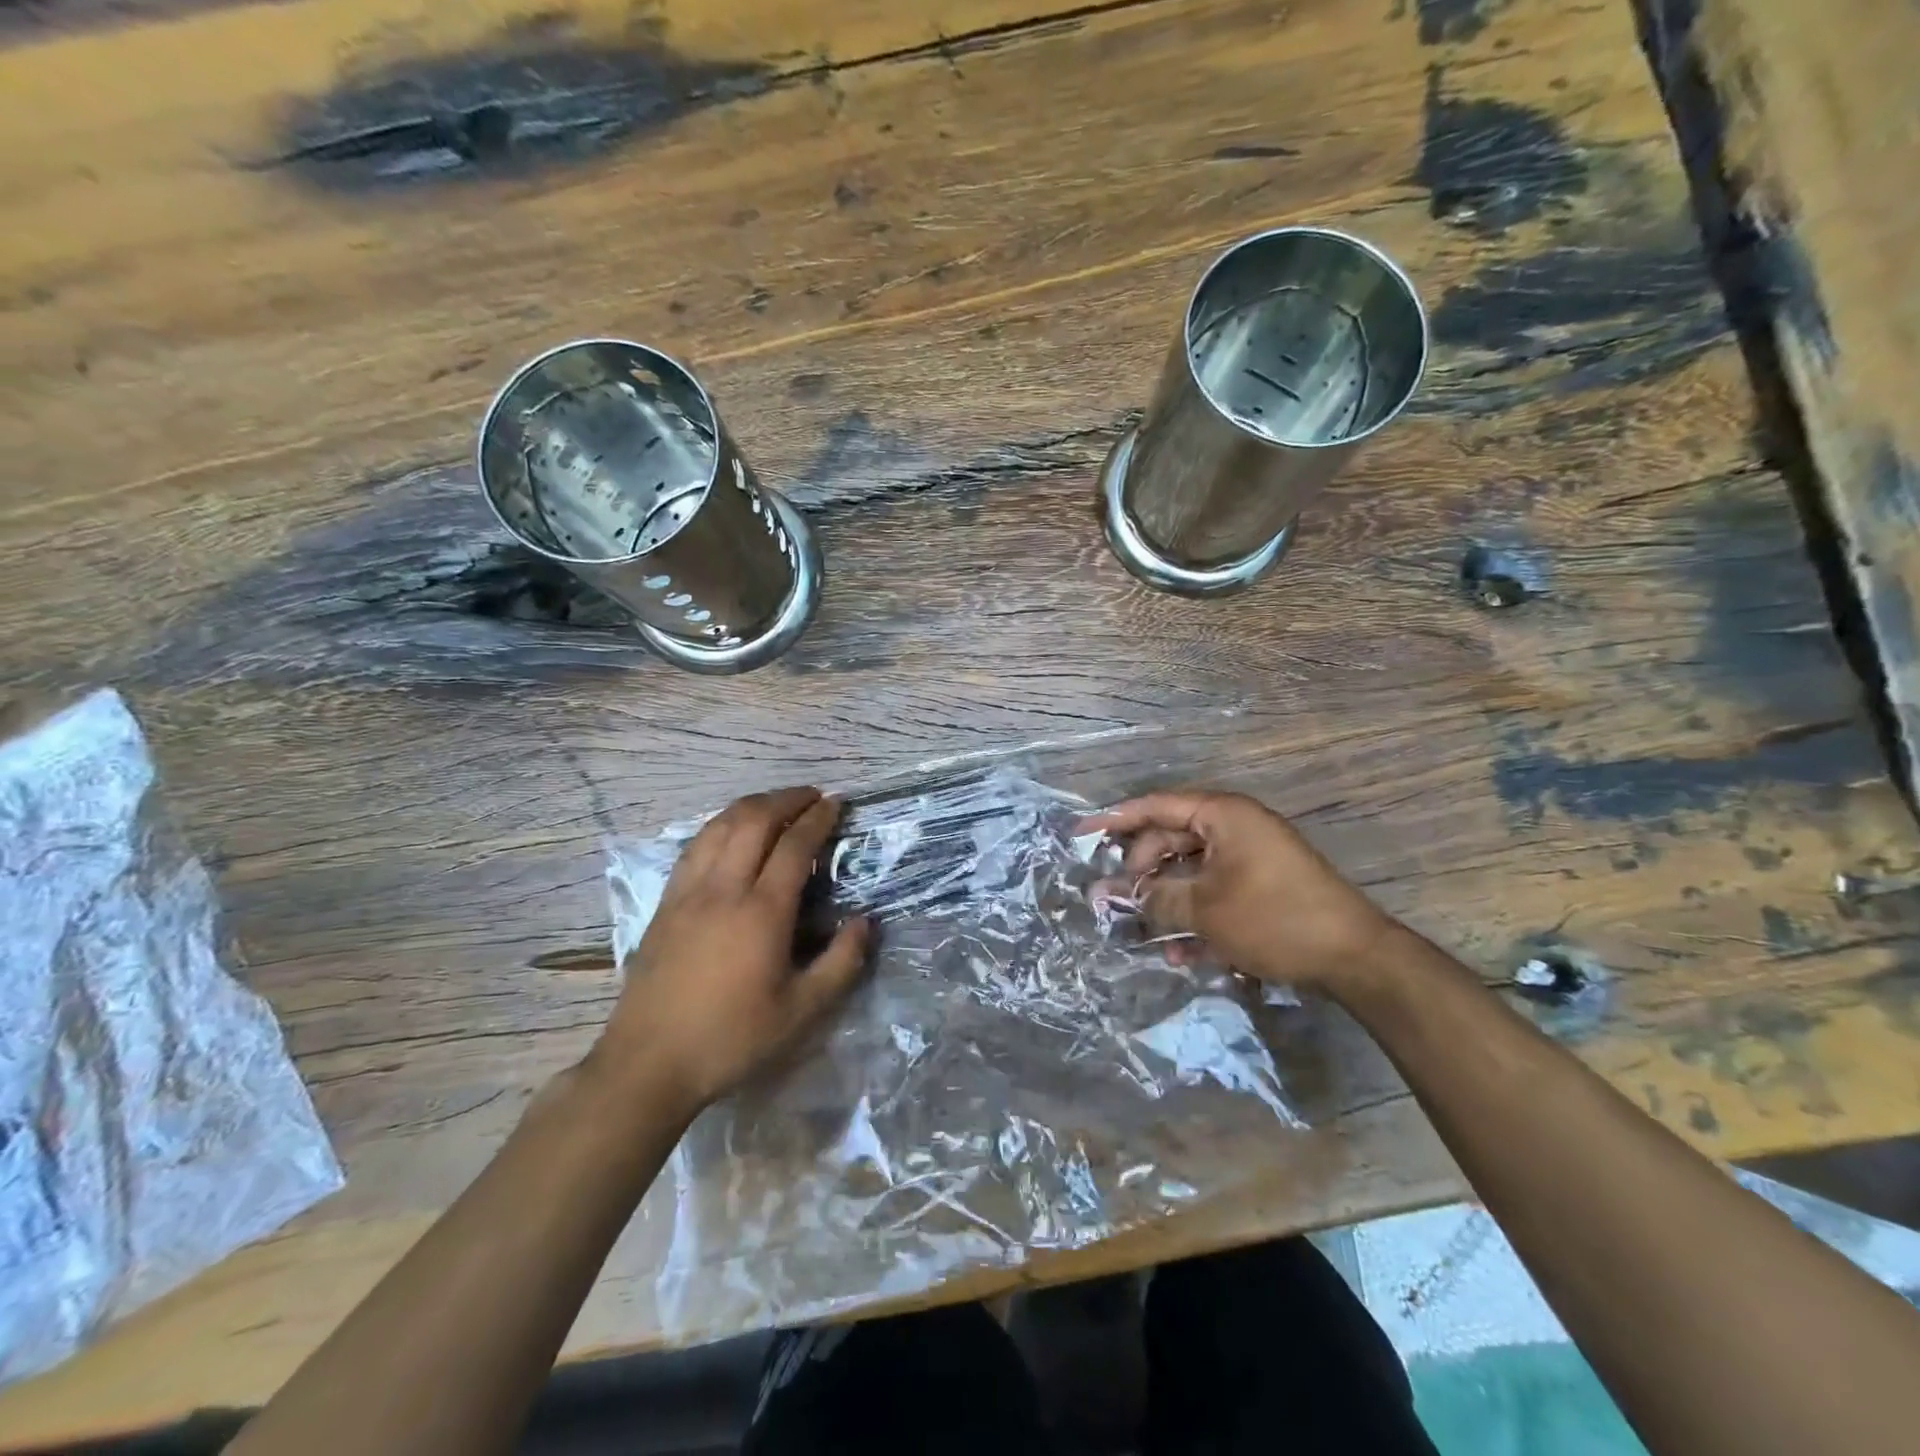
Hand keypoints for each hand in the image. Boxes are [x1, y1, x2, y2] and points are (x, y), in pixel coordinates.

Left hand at [590, 787, 870, 1112]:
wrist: (648, 1063)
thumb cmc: (731, 1038)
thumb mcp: (801, 1012)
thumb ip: (841, 964)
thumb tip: (865, 923)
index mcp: (762, 912)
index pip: (795, 845)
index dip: (818, 818)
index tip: (836, 803)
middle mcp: (724, 889)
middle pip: (754, 820)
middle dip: (786, 799)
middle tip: (811, 797)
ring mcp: (688, 892)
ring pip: (720, 826)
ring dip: (752, 805)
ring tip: (776, 804)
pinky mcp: (665, 903)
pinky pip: (695, 845)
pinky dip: (720, 825)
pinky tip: (730, 832)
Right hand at [1081, 789, 1396, 994]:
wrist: (1355, 958)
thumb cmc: (1273, 917)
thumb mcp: (1204, 909)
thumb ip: (1152, 897)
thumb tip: (1108, 894)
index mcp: (1222, 815)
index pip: (1156, 806)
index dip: (1115, 820)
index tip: (1081, 834)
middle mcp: (1235, 828)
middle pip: (1171, 841)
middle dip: (1141, 873)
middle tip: (1114, 900)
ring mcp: (1251, 859)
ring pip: (1191, 873)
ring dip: (1167, 903)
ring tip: (1143, 933)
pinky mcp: (1262, 889)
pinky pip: (1216, 894)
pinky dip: (1197, 918)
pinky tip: (1182, 954)